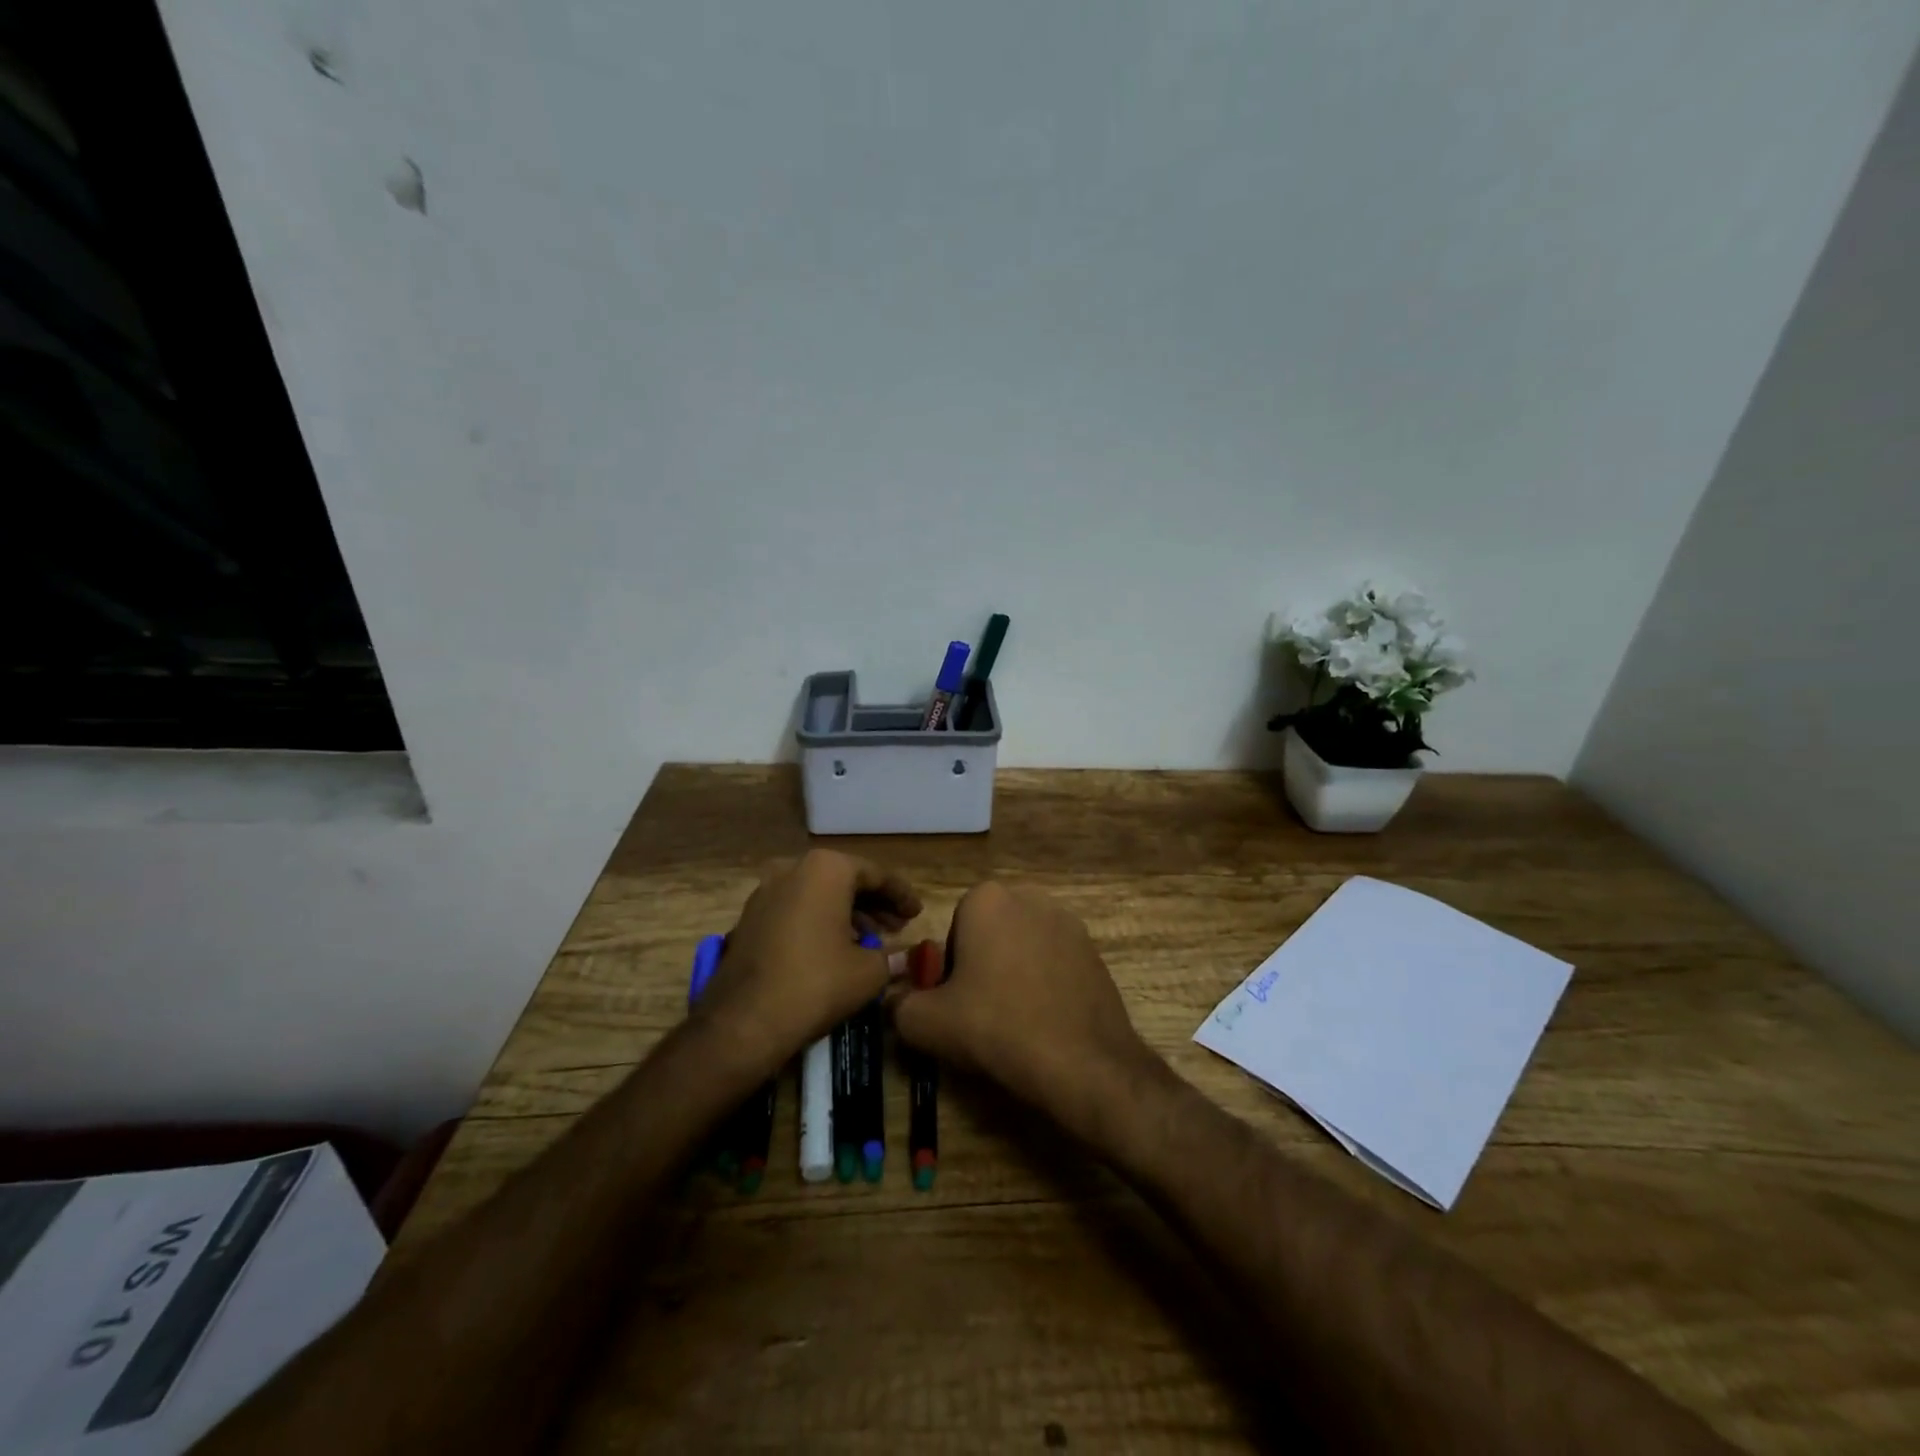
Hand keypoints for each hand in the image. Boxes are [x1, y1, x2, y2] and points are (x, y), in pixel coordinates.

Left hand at [695, 849, 920, 1075]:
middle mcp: (794, 868)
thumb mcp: (868, 971)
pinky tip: (836, 947)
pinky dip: (820, 920)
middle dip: (874, 903)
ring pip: (819, 893)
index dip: (901, 895)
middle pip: (845, 880)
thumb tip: (907, 957)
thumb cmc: (816, 983)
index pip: (876, 875)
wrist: (744, 1021)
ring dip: (848, 912)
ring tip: (871, 940)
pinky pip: (796, 908)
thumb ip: (892, 956)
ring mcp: (766, 890)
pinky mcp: (749, 916)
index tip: (917, 913)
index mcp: (827, 868)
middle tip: (897, 926)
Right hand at [891, 882, 1163, 1134]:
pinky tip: (1045, 1020)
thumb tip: (896, 999)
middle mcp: (1029, 896)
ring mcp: (1068, 921)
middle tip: (981, 1011)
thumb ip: (899, 1004)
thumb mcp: (926, 1023)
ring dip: (1014, 972)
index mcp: (986, 899)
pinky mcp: (1093, 949)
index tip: (956, 1001)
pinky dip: (1045, 983)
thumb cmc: (996, 1027)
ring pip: (1022, 946)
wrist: (1081, 1061)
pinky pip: (1054, 961)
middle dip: (982, 964)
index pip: (954, 930)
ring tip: (1015, 1020)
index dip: (950, 969)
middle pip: (989, 933)